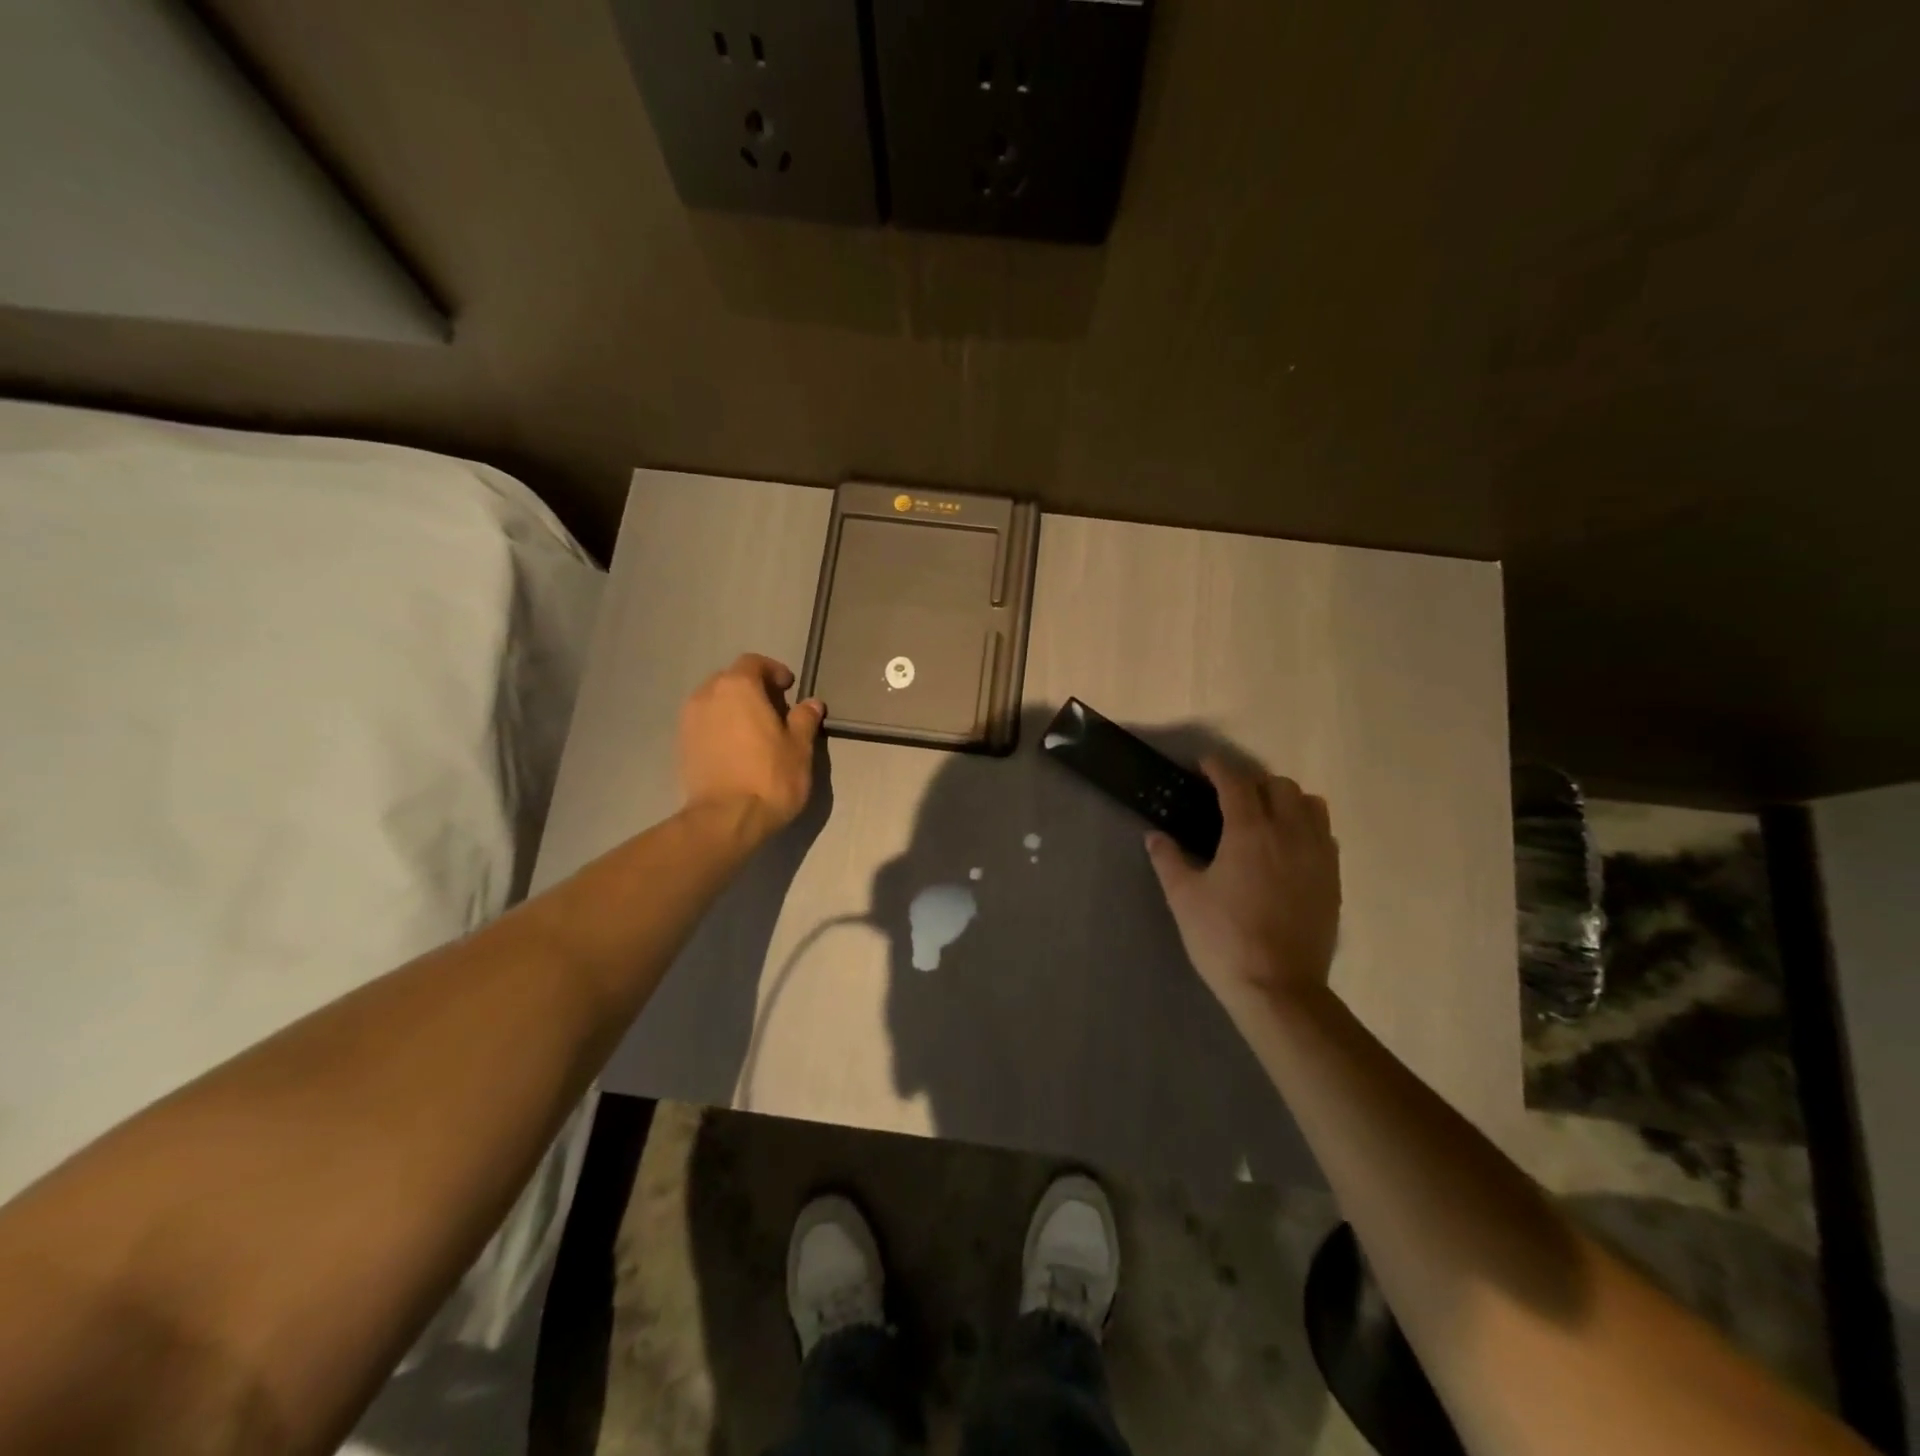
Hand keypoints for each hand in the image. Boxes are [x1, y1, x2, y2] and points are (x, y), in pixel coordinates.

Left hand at [678, 654, 823, 839]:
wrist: (725, 819)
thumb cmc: (769, 777)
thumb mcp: (799, 747)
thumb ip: (804, 719)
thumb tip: (811, 703)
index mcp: (737, 686)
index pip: (753, 662)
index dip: (773, 671)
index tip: (789, 688)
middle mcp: (707, 695)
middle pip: (730, 679)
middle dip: (752, 688)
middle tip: (774, 709)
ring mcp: (689, 720)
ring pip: (714, 701)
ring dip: (733, 708)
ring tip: (754, 731)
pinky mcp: (681, 745)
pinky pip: (704, 724)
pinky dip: (720, 727)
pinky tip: (736, 749)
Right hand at [1146, 760, 1341, 1018]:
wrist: (1277, 987)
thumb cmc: (1223, 938)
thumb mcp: (1184, 898)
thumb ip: (1168, 860)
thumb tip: (1154, 836)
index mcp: (1250, 832)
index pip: (1236, 782)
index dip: (1218, 767)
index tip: (1204, 765)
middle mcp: (1290, 833)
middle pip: (1279, 786)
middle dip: (1253, 783)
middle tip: (1230, 798)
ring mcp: (1318, 856)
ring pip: (1311, 805)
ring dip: (1286, 800)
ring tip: (1266, 817)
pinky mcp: (1333, 879)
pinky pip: (1325, 834)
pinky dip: (1307, 827)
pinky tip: (1288, 848)